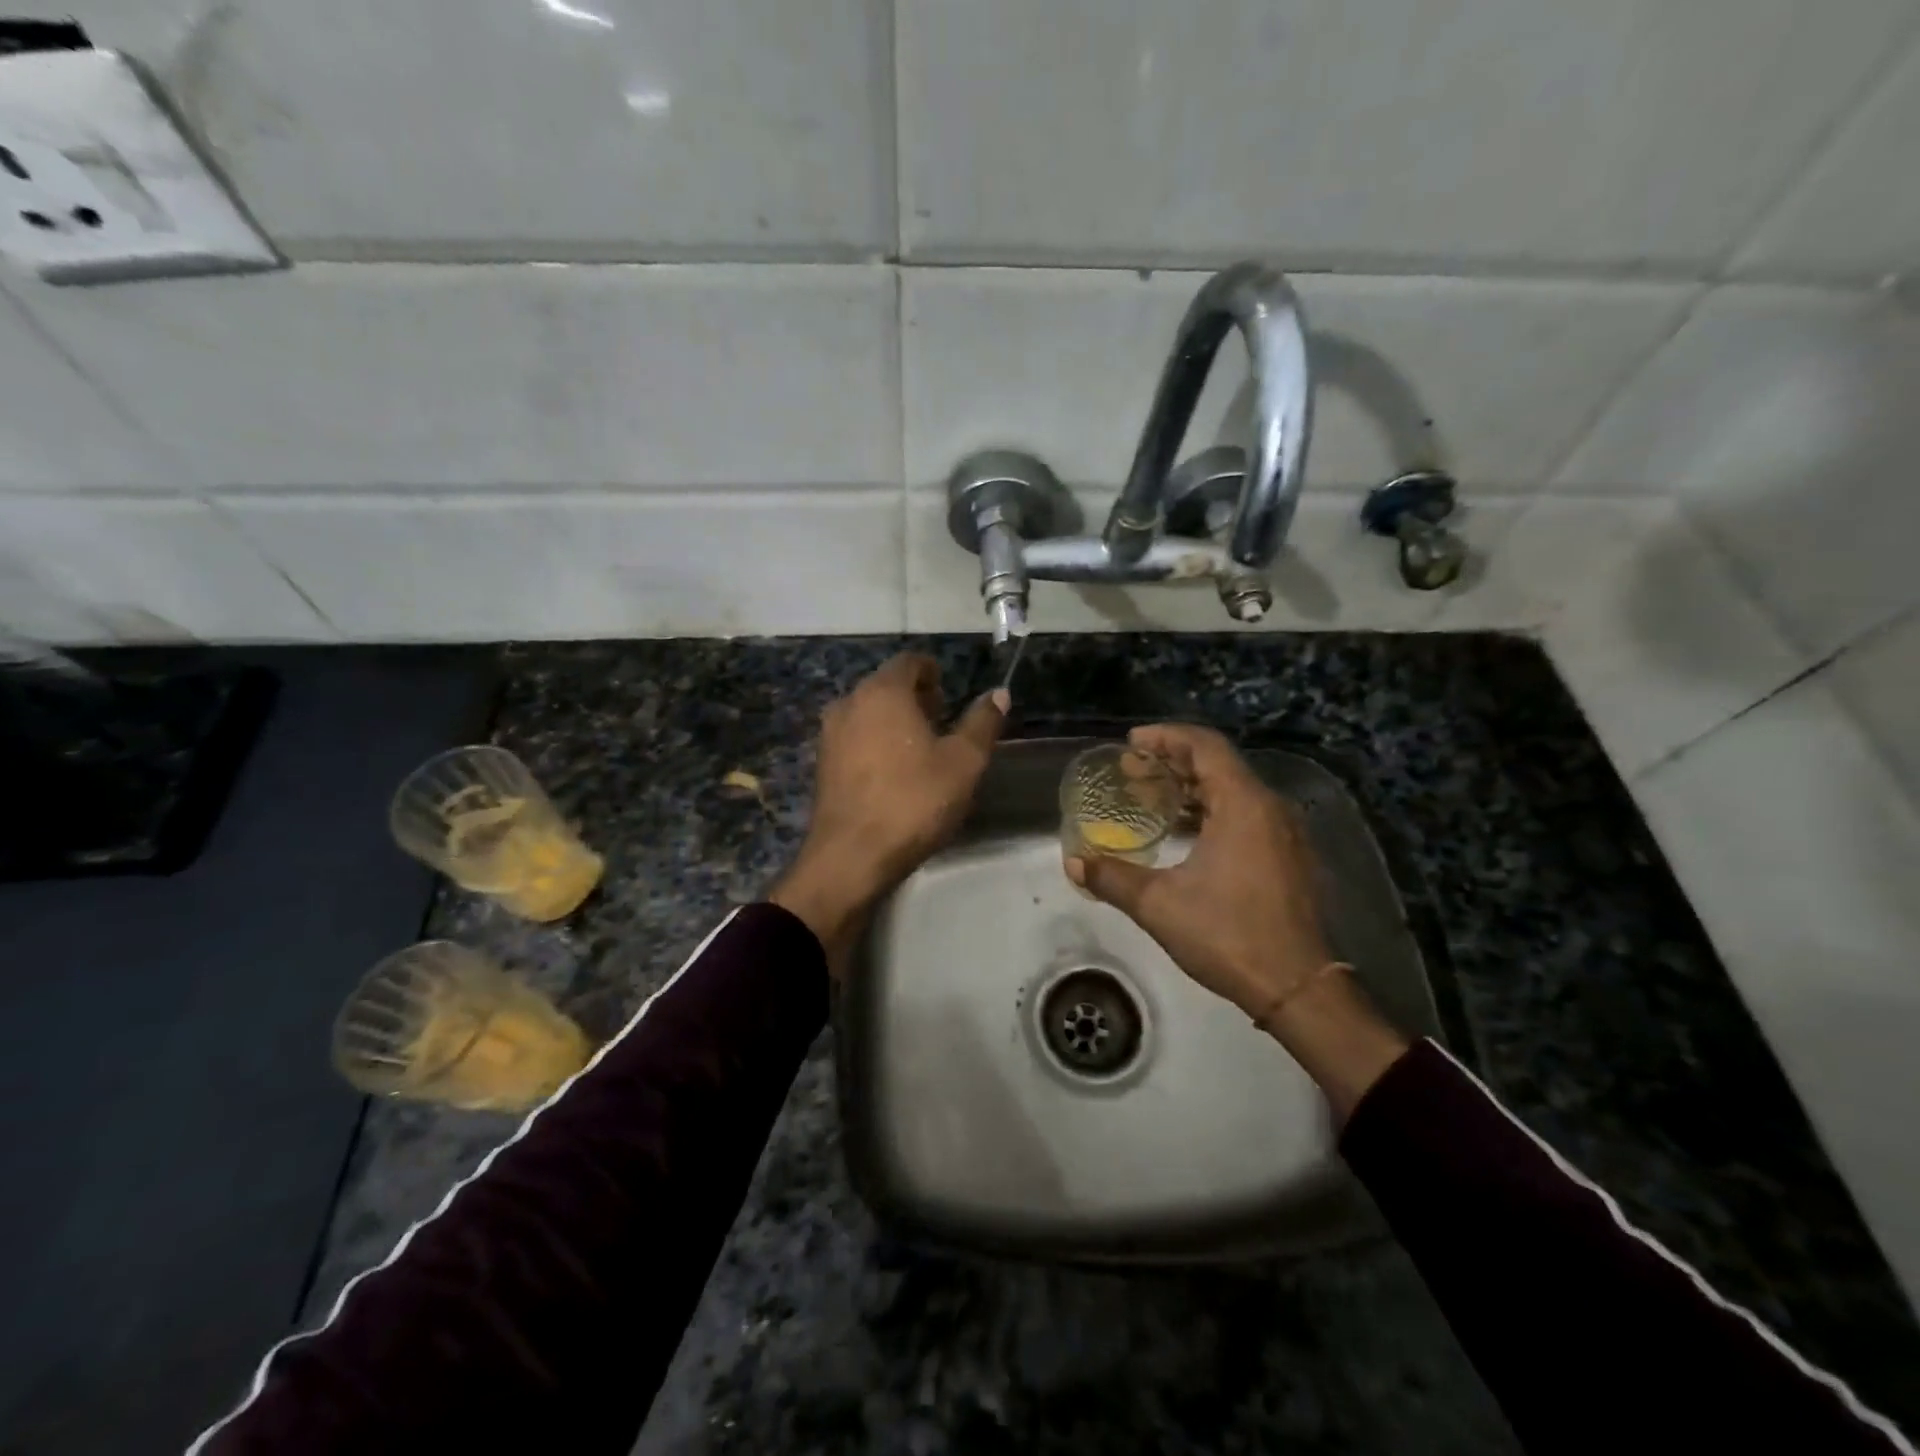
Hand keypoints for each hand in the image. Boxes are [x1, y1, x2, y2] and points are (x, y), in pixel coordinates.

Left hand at [773, 654, 1007, 975]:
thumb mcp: (964, 763)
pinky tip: (894, 773)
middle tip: (942, 722)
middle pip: (886, 685)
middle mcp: (849, 702)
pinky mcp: (821, 764)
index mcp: (883, 692)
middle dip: (915, 697)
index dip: (933, 672)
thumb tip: (999, 693)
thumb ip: (983, 723)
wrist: (851, 856)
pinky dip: (875, 742)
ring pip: (868, 712)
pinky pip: (854, 737)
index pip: (910, 661)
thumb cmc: (913, 801)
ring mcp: (829, 734)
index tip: (950, 694)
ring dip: (894, 721)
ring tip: (921, 750)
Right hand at [1066, 724, 1408, 1118]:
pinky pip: (1246, 815)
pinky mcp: (1289, 858)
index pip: (1205, 746)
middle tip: (1132, 771)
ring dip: (1192, 788)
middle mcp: (1270, 808)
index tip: (1131, 743)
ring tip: (1152, 798)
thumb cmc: (1228, 935)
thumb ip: (1112, 878)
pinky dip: (1212, 811)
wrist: (1297, 988)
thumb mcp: (1159, 905)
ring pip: (1234, 791)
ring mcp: (1285, 834)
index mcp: (1244, 805)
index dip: (1166, 737)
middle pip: (1219, 764)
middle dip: (1173, 762)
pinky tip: (1185, 834)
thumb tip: (1074, 864)